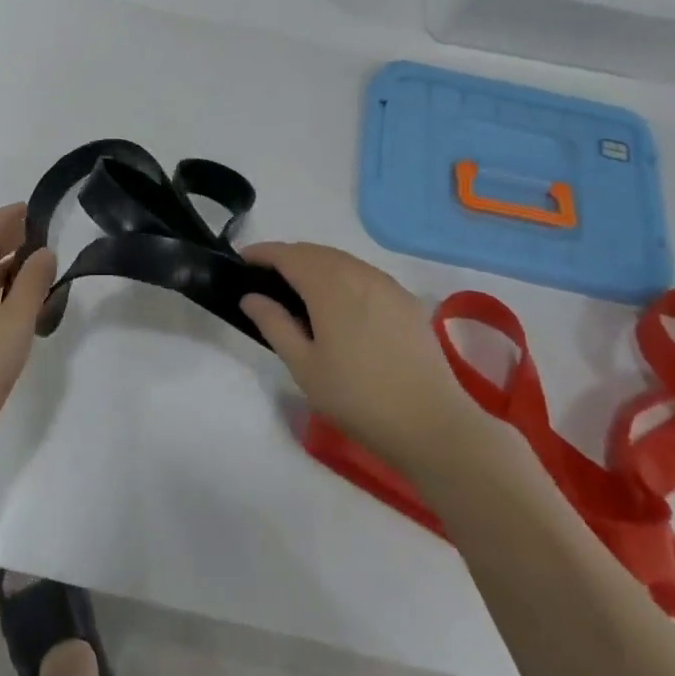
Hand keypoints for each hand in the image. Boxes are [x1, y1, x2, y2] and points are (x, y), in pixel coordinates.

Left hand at [0, 204, 55, 468]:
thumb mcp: (14, 322)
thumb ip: (32, 284)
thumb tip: (44, 251)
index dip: (5, 218)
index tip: (31, 210)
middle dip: (6, 240)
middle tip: (39, 236)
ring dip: (6, 269)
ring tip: (37, 270)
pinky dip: (1, 295)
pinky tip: (20, 312)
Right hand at [242, 243, 474, 473]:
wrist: (432, 423)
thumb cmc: (358, 397)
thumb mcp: (305, 367)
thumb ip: (274, 324)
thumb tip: (251, 296)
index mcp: (329, 285)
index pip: (288, 255)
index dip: (262, 253)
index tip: (242, 260)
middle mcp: (358, 273)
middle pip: (314, 251)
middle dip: (287, 257)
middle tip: (266, 277)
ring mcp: (386, 284)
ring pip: (341, 259)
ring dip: (314, 264)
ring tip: (298, 288)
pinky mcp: (405, 299)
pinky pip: (363, 273)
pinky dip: (341, 275)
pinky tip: (338, 302)